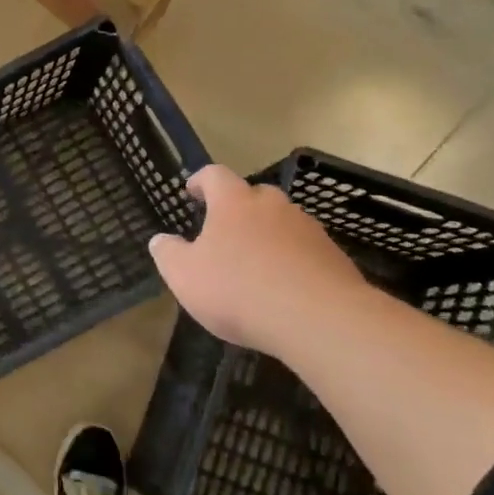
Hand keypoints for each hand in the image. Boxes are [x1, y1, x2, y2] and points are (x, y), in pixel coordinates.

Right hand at [148, 166, 366, 357]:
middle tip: (223, 231)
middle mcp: (273, 206)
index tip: (192, 191)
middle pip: (254, 195)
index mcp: (234, 203)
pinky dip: (290, 260)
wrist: (317, 319)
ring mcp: (308, 229)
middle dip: (238, 208)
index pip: (215, 175)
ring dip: (267, 235)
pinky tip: (282, 287)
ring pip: (282, 222)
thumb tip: (160, 240)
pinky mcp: (333, 256)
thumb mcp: (184, 275)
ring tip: (254, 263)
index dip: (201, 181)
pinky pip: (304, 250)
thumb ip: (167, 253)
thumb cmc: (237, 289)